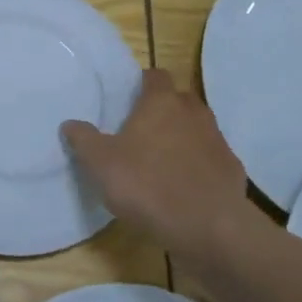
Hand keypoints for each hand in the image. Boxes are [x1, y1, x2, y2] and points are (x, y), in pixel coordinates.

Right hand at [62, 69, 250, 260]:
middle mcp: (193, 113)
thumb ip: (83, 140)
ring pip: (198, 128)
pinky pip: (211, 158)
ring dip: (183, 137)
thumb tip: (70, 123)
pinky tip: (185, 186)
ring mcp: (217, 140)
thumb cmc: (147, 184)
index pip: (155, 76)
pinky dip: (199, 165)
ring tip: (162, 160)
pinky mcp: (231, 168)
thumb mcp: (100, 163)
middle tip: (142, 130)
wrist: (207, 225)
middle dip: (164, 109)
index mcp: (161, 103)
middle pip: (179, 100)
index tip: (129, 98)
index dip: (142, 83)